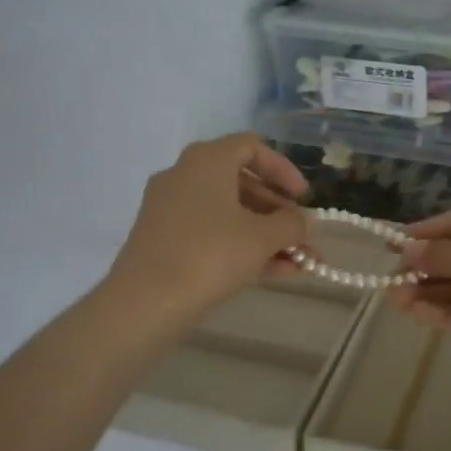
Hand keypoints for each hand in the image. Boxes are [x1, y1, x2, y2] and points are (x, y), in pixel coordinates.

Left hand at [109, 134, 309, 323]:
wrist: (144, 304)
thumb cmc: (210, 255)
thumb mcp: (262, 238)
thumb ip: (292, 225)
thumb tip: (305, 222)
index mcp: (207, 161)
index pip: (251, 147)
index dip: (283, 169)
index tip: (303, 198)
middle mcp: (184, 176)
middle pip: (242, 183)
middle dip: (278, 212)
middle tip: (302, 235)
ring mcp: (170, 209)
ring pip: (229, 213)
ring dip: (266, 235)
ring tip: (299, 263)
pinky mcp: (163, 240)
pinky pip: (211, 233)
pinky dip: (241, 247)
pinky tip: (275, 273)